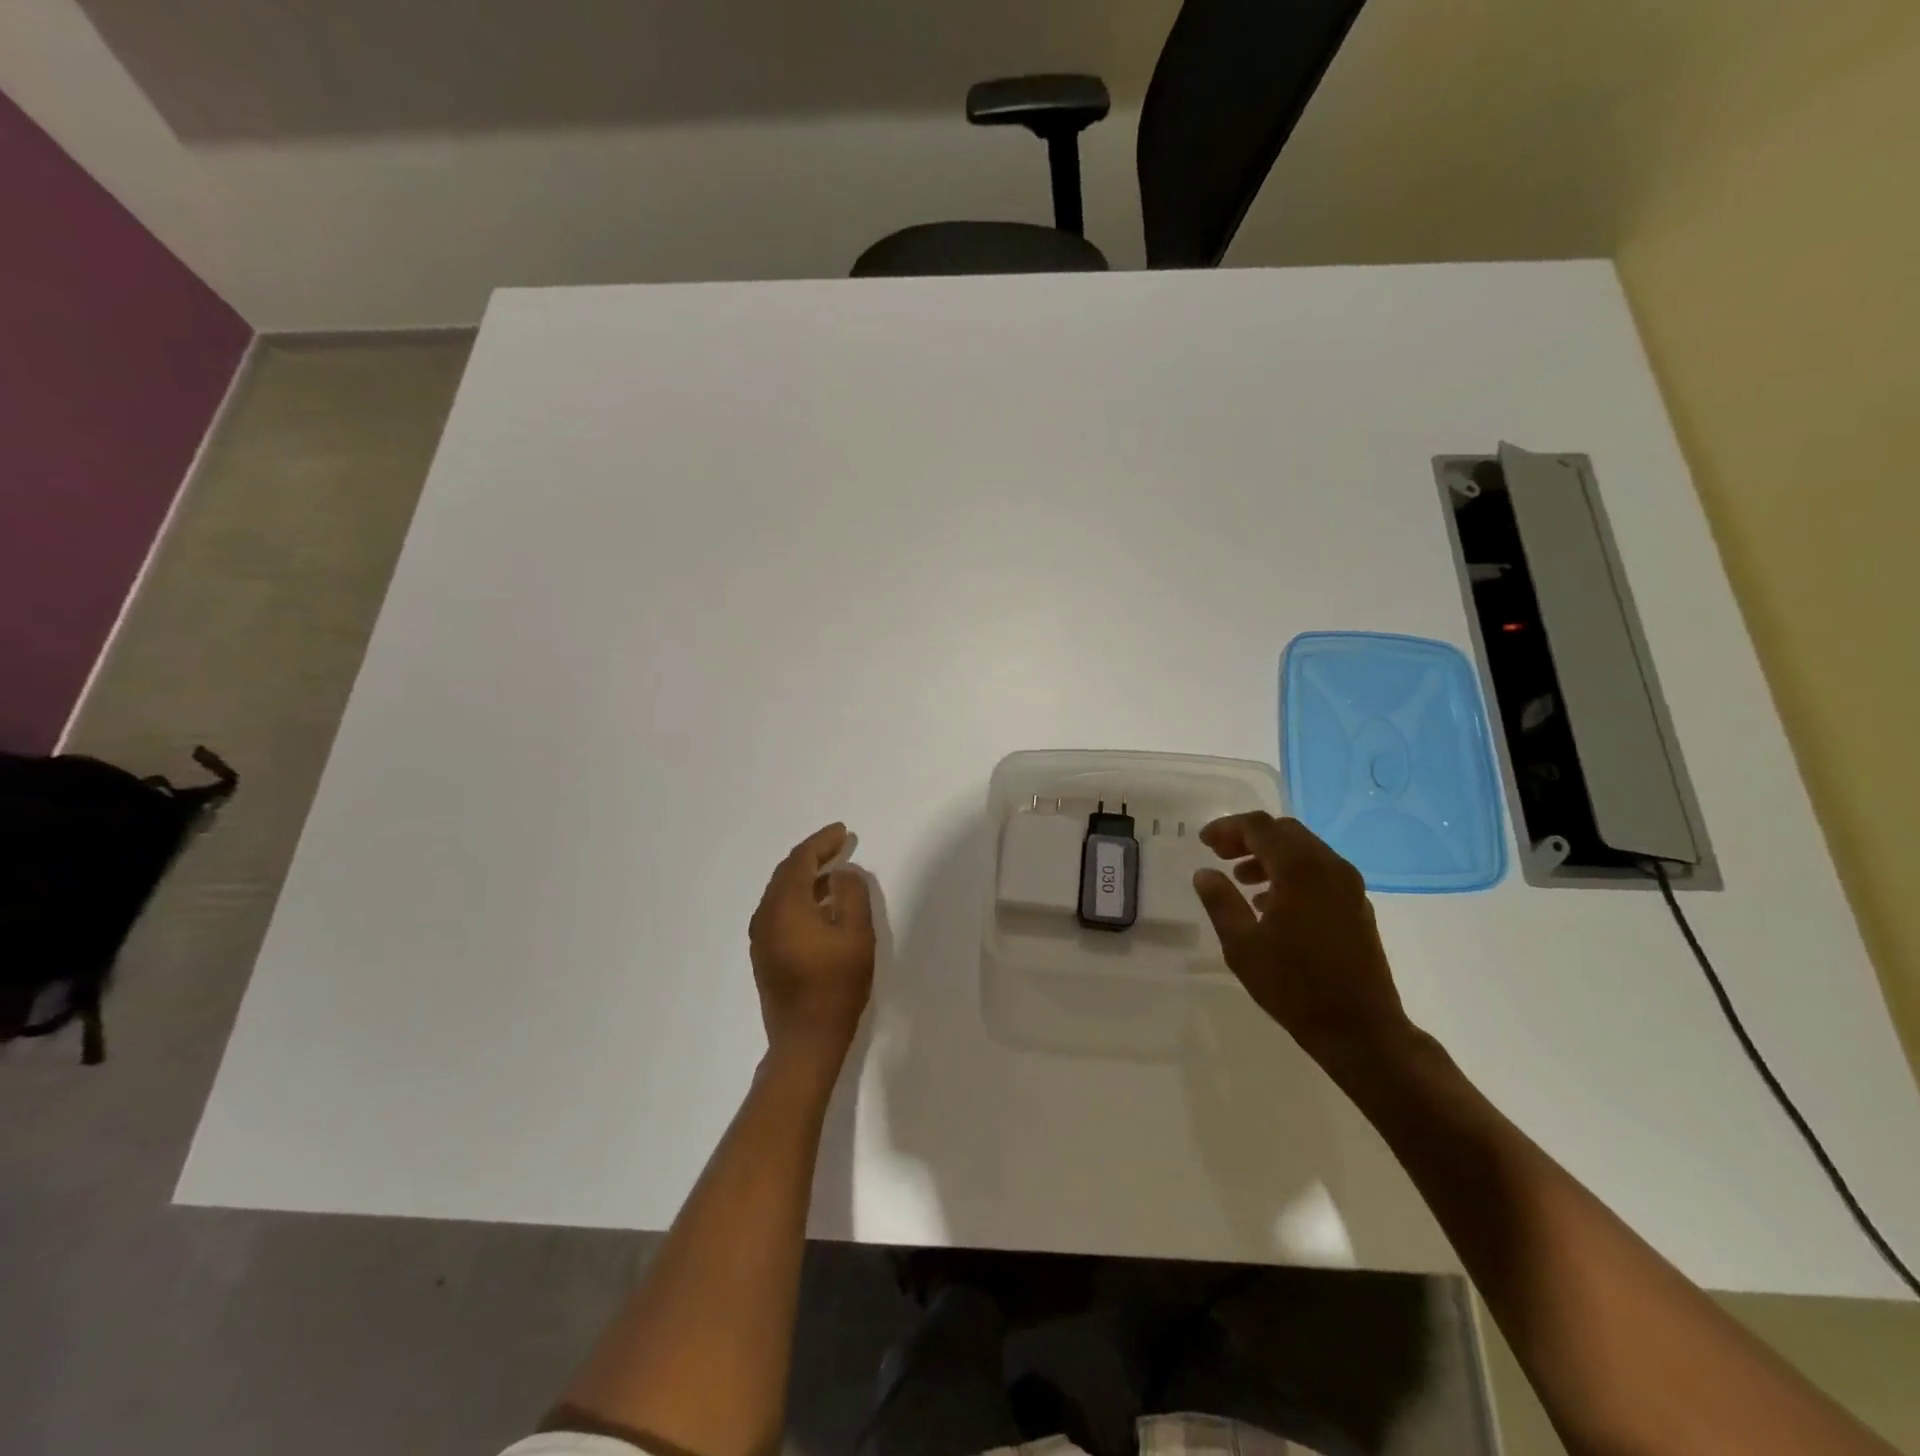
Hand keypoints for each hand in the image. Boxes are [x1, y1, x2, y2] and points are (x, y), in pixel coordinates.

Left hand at [749, 823, 874, 1066]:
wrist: (805, 1041)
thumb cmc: (835, 986)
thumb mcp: (857, 936)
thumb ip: (852, 895)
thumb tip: (842, 874)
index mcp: (785, 906)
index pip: (801, 861)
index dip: (823, 842)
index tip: (844, 832)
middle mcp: (765, 916)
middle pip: (787, 873)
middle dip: (813, 856)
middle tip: (840, 845)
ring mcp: (761, 937)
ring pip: (781, 892)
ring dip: (806, 877)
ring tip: (834, 871)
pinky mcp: (764, 954)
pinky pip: (779, 911)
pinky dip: (800, 897)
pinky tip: (820, 905)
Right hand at [1192, 813, 1413, 1069]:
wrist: (1361, 1029)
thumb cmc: (1294, 986)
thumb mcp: (1242, 945)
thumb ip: (1221, 902)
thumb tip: (1204, 873)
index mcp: (1299, 869)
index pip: (1260, 827)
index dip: (1227, 828)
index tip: (1203, 842)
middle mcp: (1329, 867)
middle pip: (1285, 832)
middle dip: (1249, 837)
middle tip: (1220, 855)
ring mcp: (1349, 886)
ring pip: (1305, 850)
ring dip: (1270, 855)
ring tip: (1241, 879)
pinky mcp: (1357, 905)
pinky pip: (1320, 871)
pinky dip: (1292, 873)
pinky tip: (1272, 903)